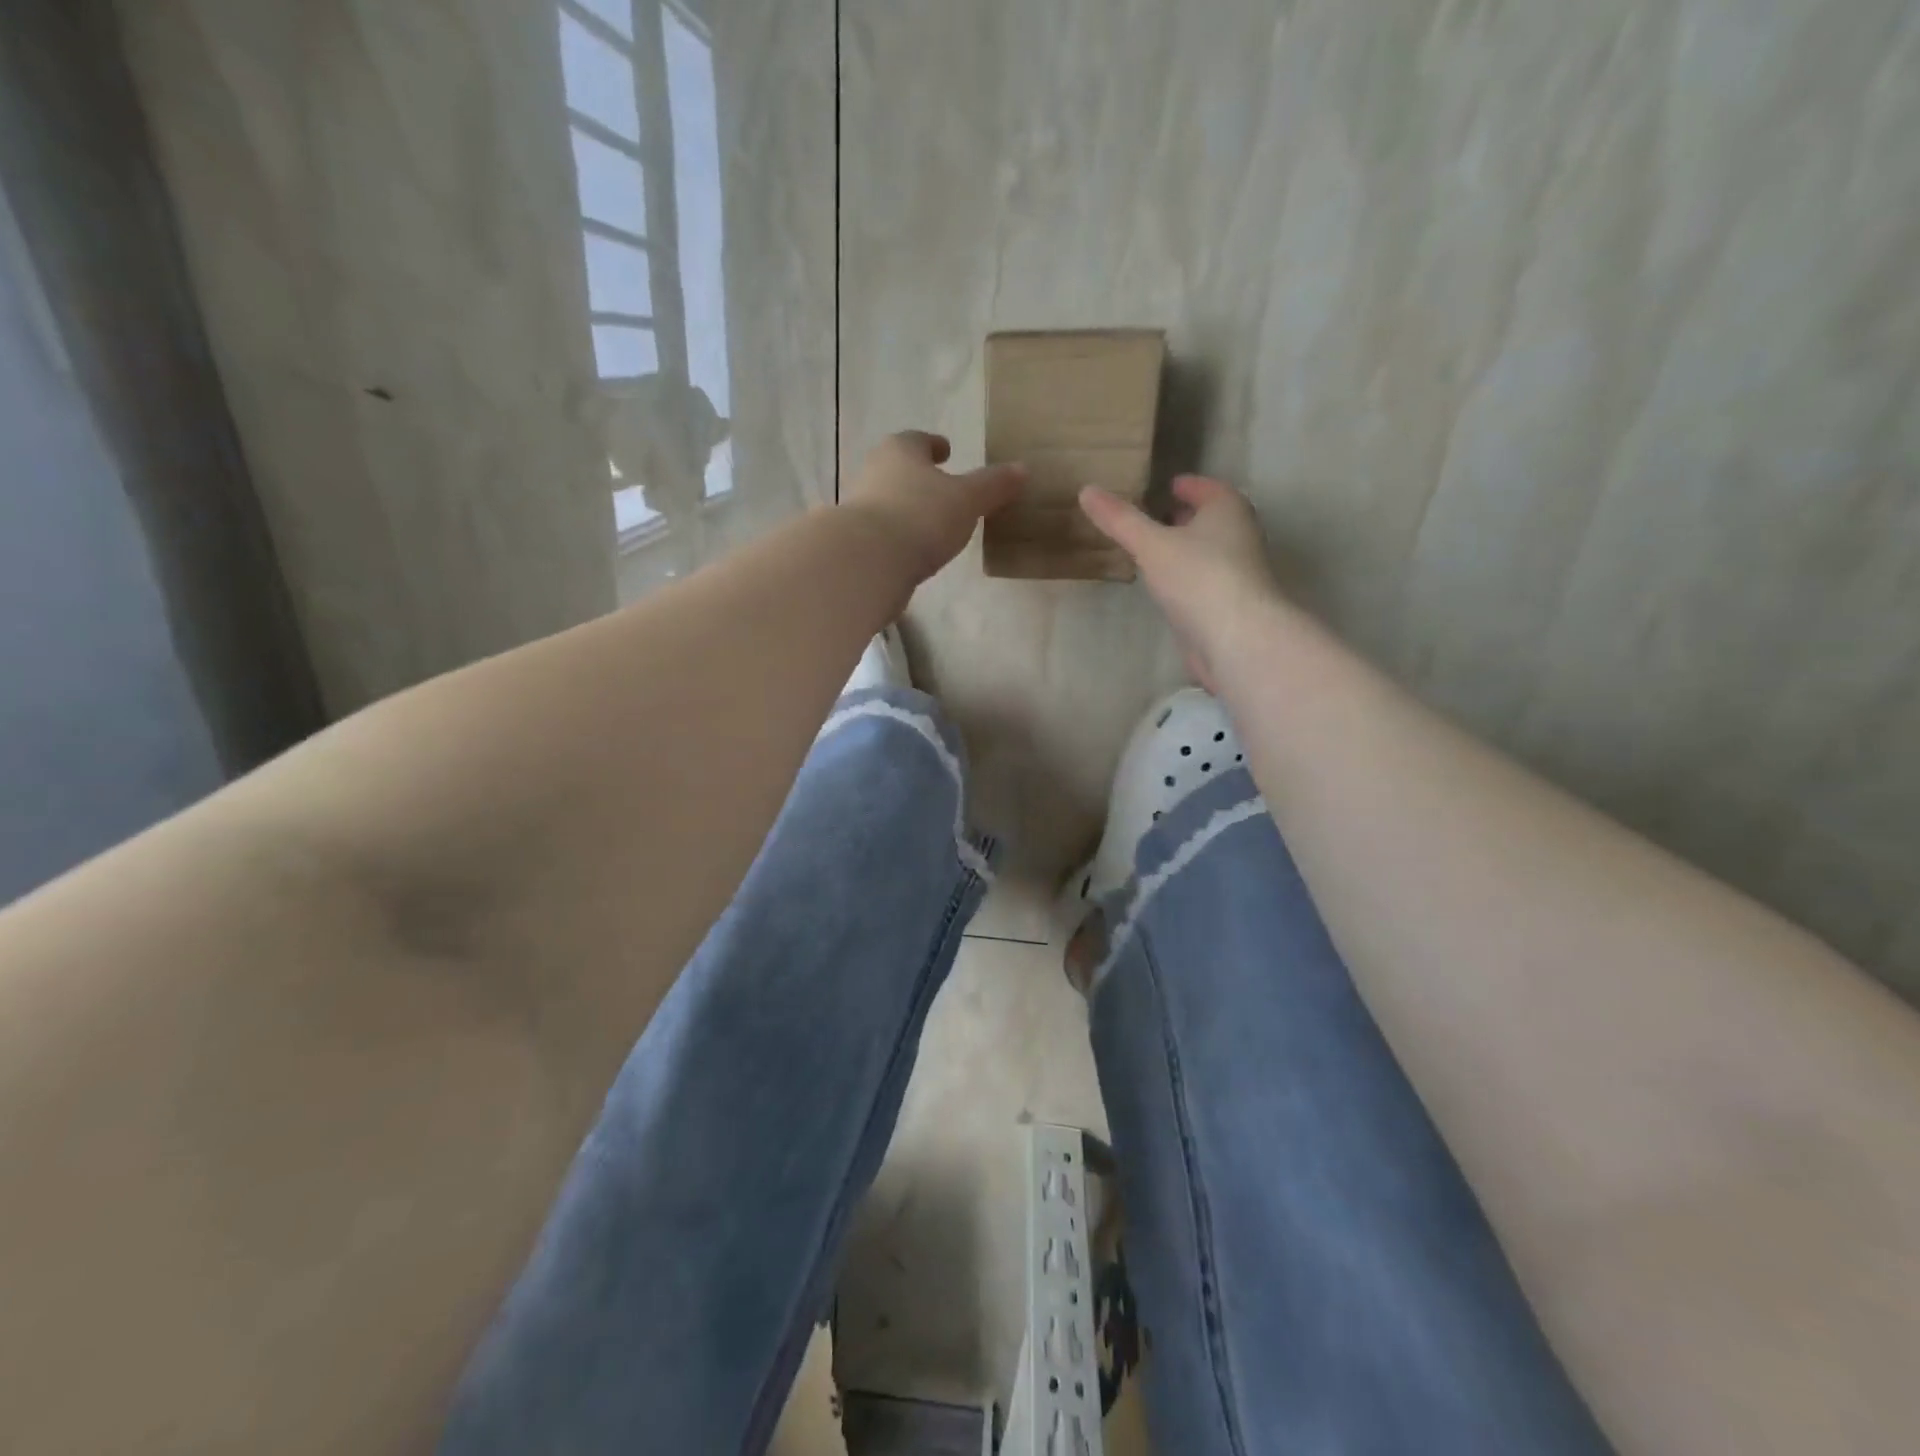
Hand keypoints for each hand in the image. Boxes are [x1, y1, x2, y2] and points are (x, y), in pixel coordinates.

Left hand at [844, 431, 1026, 581]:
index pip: (918, 440)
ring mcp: (858, 507)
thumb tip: (1022, 469)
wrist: (867, 561)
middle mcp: (873, 471)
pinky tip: (911, 551)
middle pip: (898, 468)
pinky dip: (896, 536)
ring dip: (906, 508)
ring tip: (930, 524)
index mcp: (900, 450)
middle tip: (940, 487)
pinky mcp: (854, 541)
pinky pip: (881, 532)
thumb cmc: (921, 516)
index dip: (934, 444)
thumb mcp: (967, 499)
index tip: (946, 451)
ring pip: (887, 500)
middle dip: (918, 476)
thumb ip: (993, 485)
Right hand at [1079, 475, 1280, 692]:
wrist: (1237, 638)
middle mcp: (1239, 536)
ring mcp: (1237, 574)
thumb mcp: (1151, 544)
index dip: (1188, 485)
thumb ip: (1120, 520)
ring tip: (1153, 551)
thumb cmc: (1198, 577)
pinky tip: (1165, 588)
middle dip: (1185, 517)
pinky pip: (1203, 582)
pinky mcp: (1229, 606)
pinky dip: (1186, 578)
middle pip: (1211, 520)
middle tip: (1154, 517)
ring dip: (1184, 549)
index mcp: (1228, 511)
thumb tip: (1087, 490)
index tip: (1167, 486)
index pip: (1208, 488)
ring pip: (1208, 552)